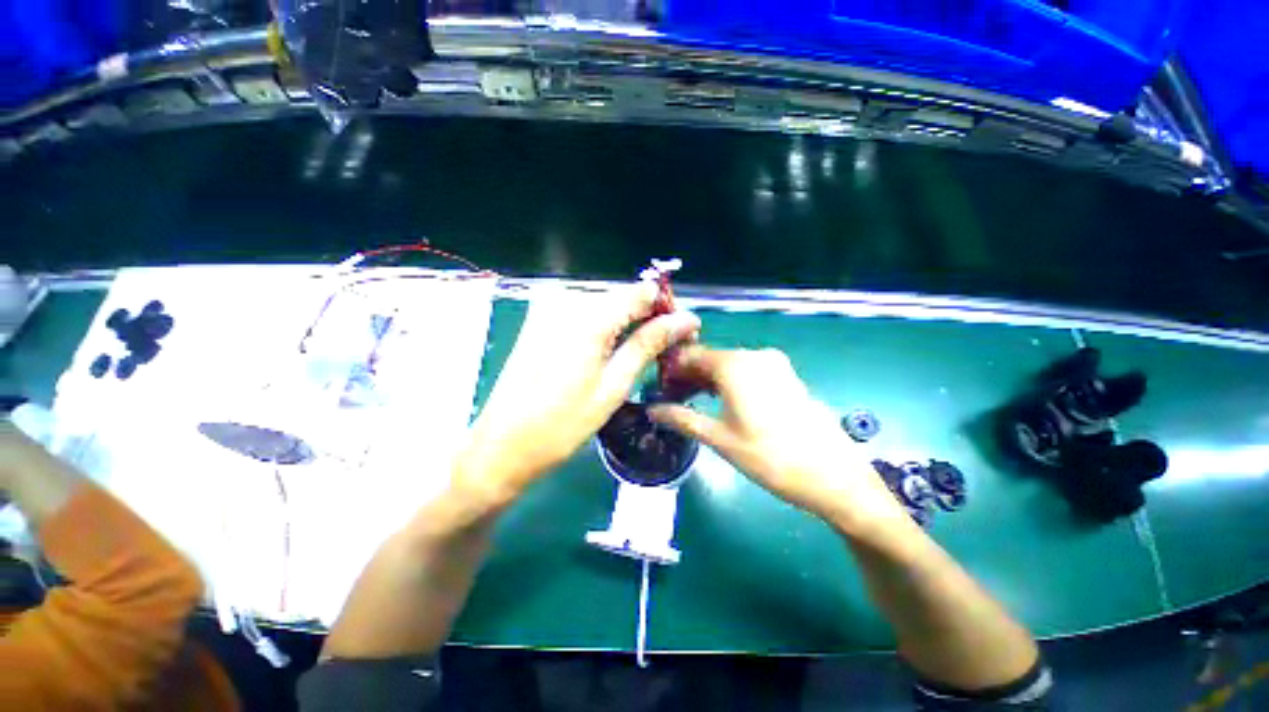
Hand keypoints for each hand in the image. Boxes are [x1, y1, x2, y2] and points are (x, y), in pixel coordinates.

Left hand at [453, 283, 700, 511]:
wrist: (502, 447)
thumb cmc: (563, 424)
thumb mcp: (614, 385)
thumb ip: (649, 344)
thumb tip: (686, 319)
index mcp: (588, 316)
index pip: (642, 291)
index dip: (666, 309)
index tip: (681, 333)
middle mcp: (566, 300)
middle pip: (622, 296)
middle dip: (647, 318)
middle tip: (663, 351)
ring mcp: (548, 308)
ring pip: (604, 305)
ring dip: (625, 325)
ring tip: (638, 356)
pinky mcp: (538, 320)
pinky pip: (582, 314)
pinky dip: (602, 328)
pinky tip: (607, 353)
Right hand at [648, 346, 908, 532]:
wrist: (833, 476)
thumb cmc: (769, 457)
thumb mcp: (719, 438)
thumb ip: (682, 418)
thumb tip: (652, 410)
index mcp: (735, 364)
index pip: (691, 355)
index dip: (672, 369)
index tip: (659, 387)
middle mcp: (754, 355)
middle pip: (711, 358)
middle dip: (689, 375)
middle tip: (673, 398)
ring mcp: (774, 364)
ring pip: (729, 364)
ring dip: (709, 379)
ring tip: (694, 402)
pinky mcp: (786, 376)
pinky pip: (748, 371)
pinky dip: (730, 381)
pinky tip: (723, 401)